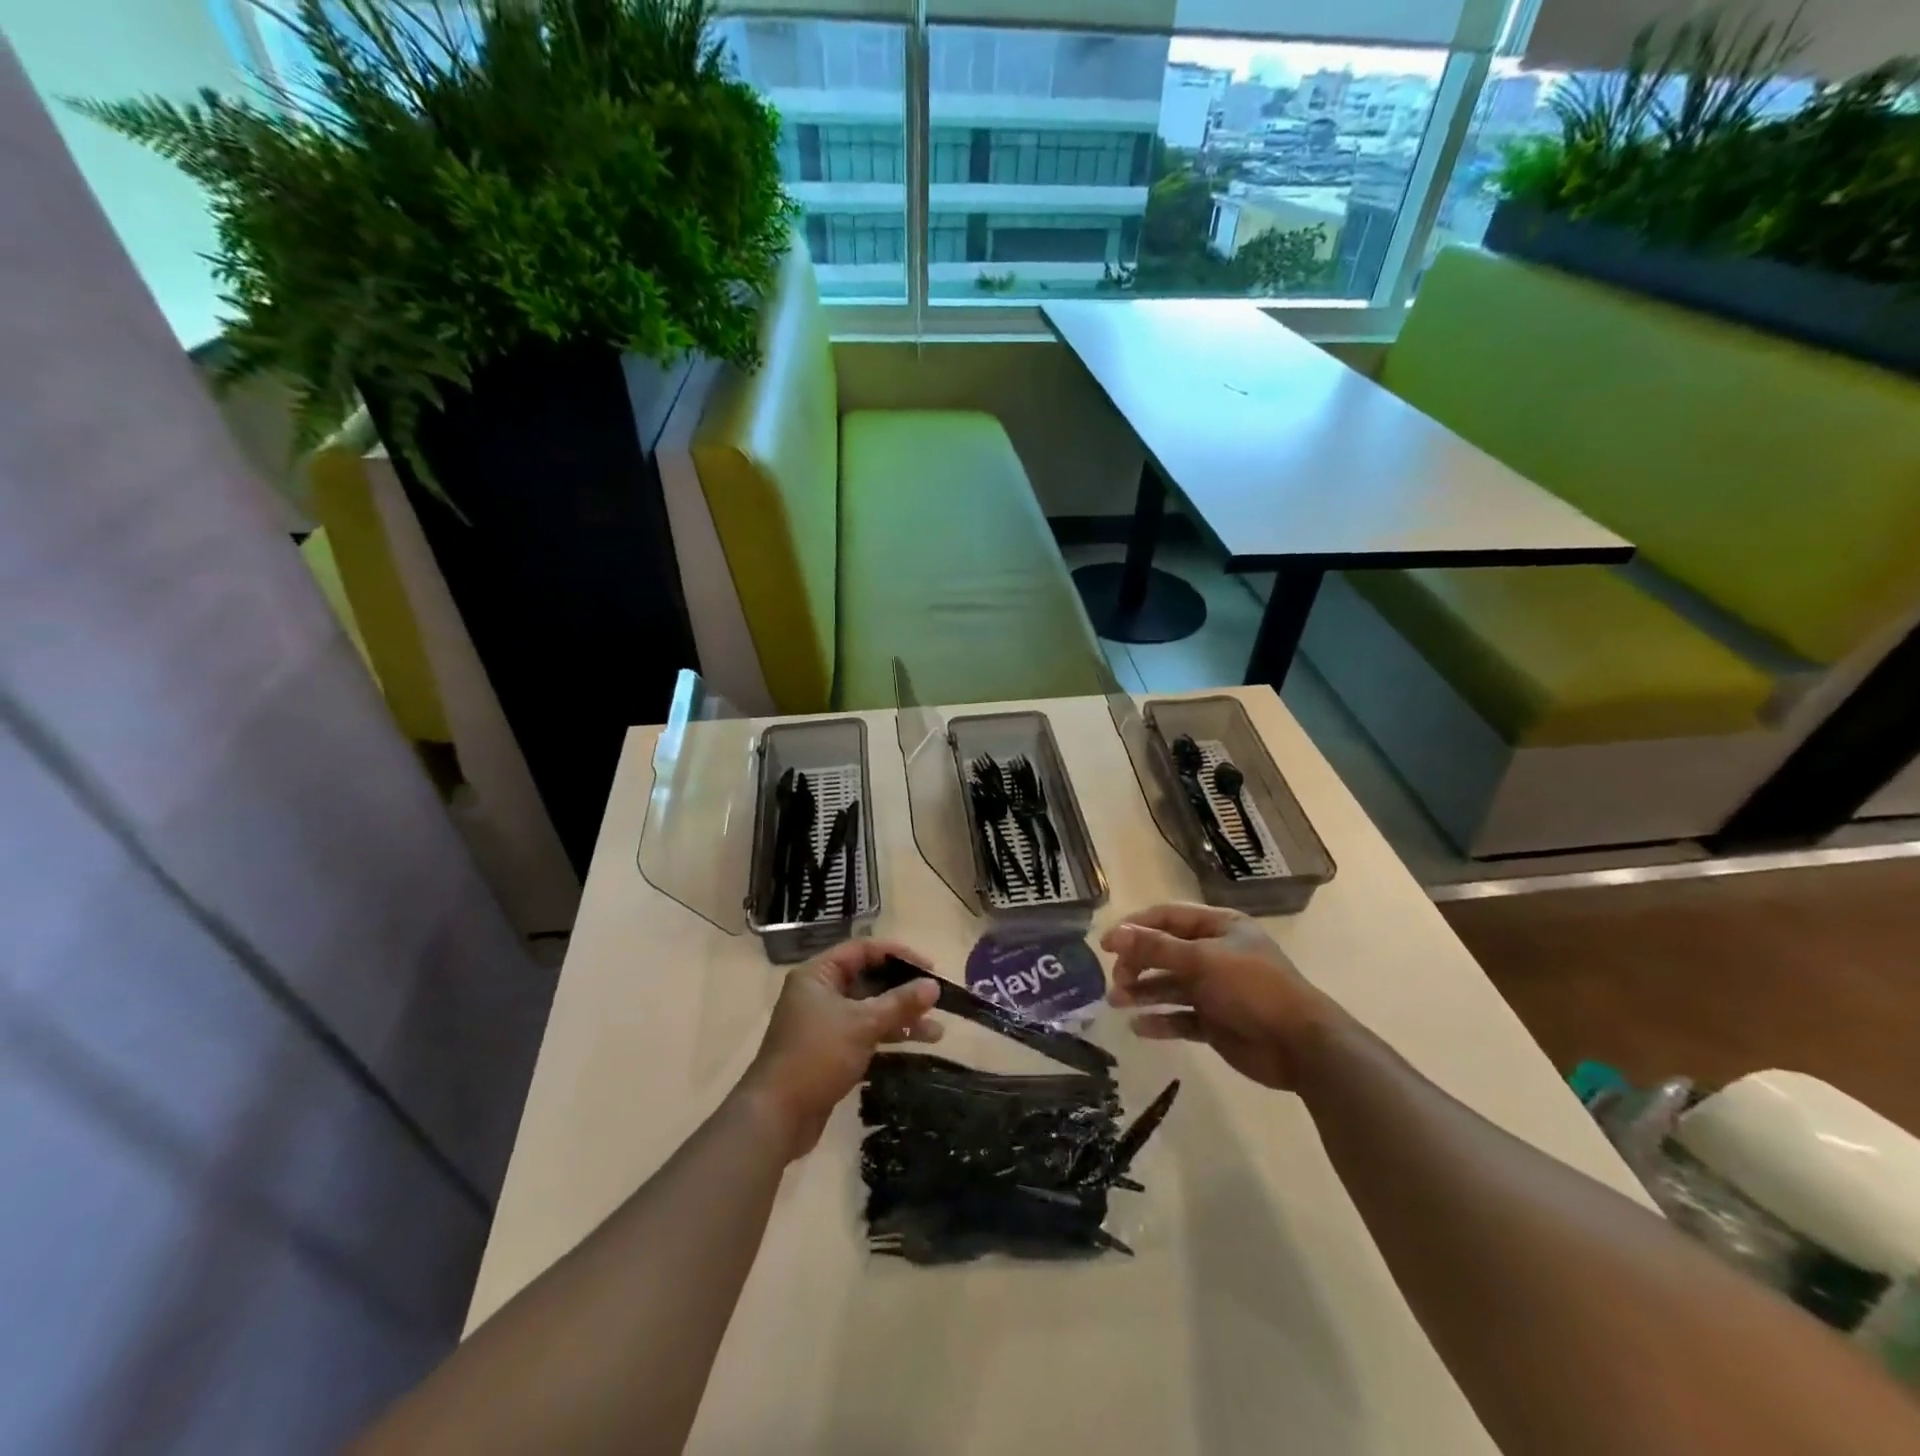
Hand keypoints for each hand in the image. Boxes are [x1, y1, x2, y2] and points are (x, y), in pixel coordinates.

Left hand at [739, 940, 941, 1159]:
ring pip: (870, 1009)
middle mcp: (820, 993)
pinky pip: (865, 1032)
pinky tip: (916, 1044)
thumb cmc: (817, 1056)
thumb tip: (935, 985)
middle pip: (869, 980)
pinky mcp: (830, 1050)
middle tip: (936, 999)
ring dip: (901, 1016)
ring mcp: (824, 1022)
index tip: (930, 968)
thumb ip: (900, 1003)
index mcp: (818, 975)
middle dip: (904, 990)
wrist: (776, 1116)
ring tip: (937, 1031)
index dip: (899, 955)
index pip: (863, 950)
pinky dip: (888, 1035)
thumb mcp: (862, 1024)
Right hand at [1102, 904, 1337, 1091]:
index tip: (1105, 945)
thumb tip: (1115, 934)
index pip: (1166, 918)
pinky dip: (1160, 1020)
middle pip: (1164, 951)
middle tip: (1116, 980)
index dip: (1134, 927)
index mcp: (1218, 927)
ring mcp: (1215, 989)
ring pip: (1169, 985)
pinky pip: (1180, 1017)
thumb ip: (1156, 948)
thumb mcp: (1202, 960)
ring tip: (1116, 1002)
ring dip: (1142, 991)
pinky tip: (1138, 1026)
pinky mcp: (1215, 1022)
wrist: (1301, 1046)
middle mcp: (1215, 953)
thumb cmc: (1252, 988)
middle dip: (1136, 963)